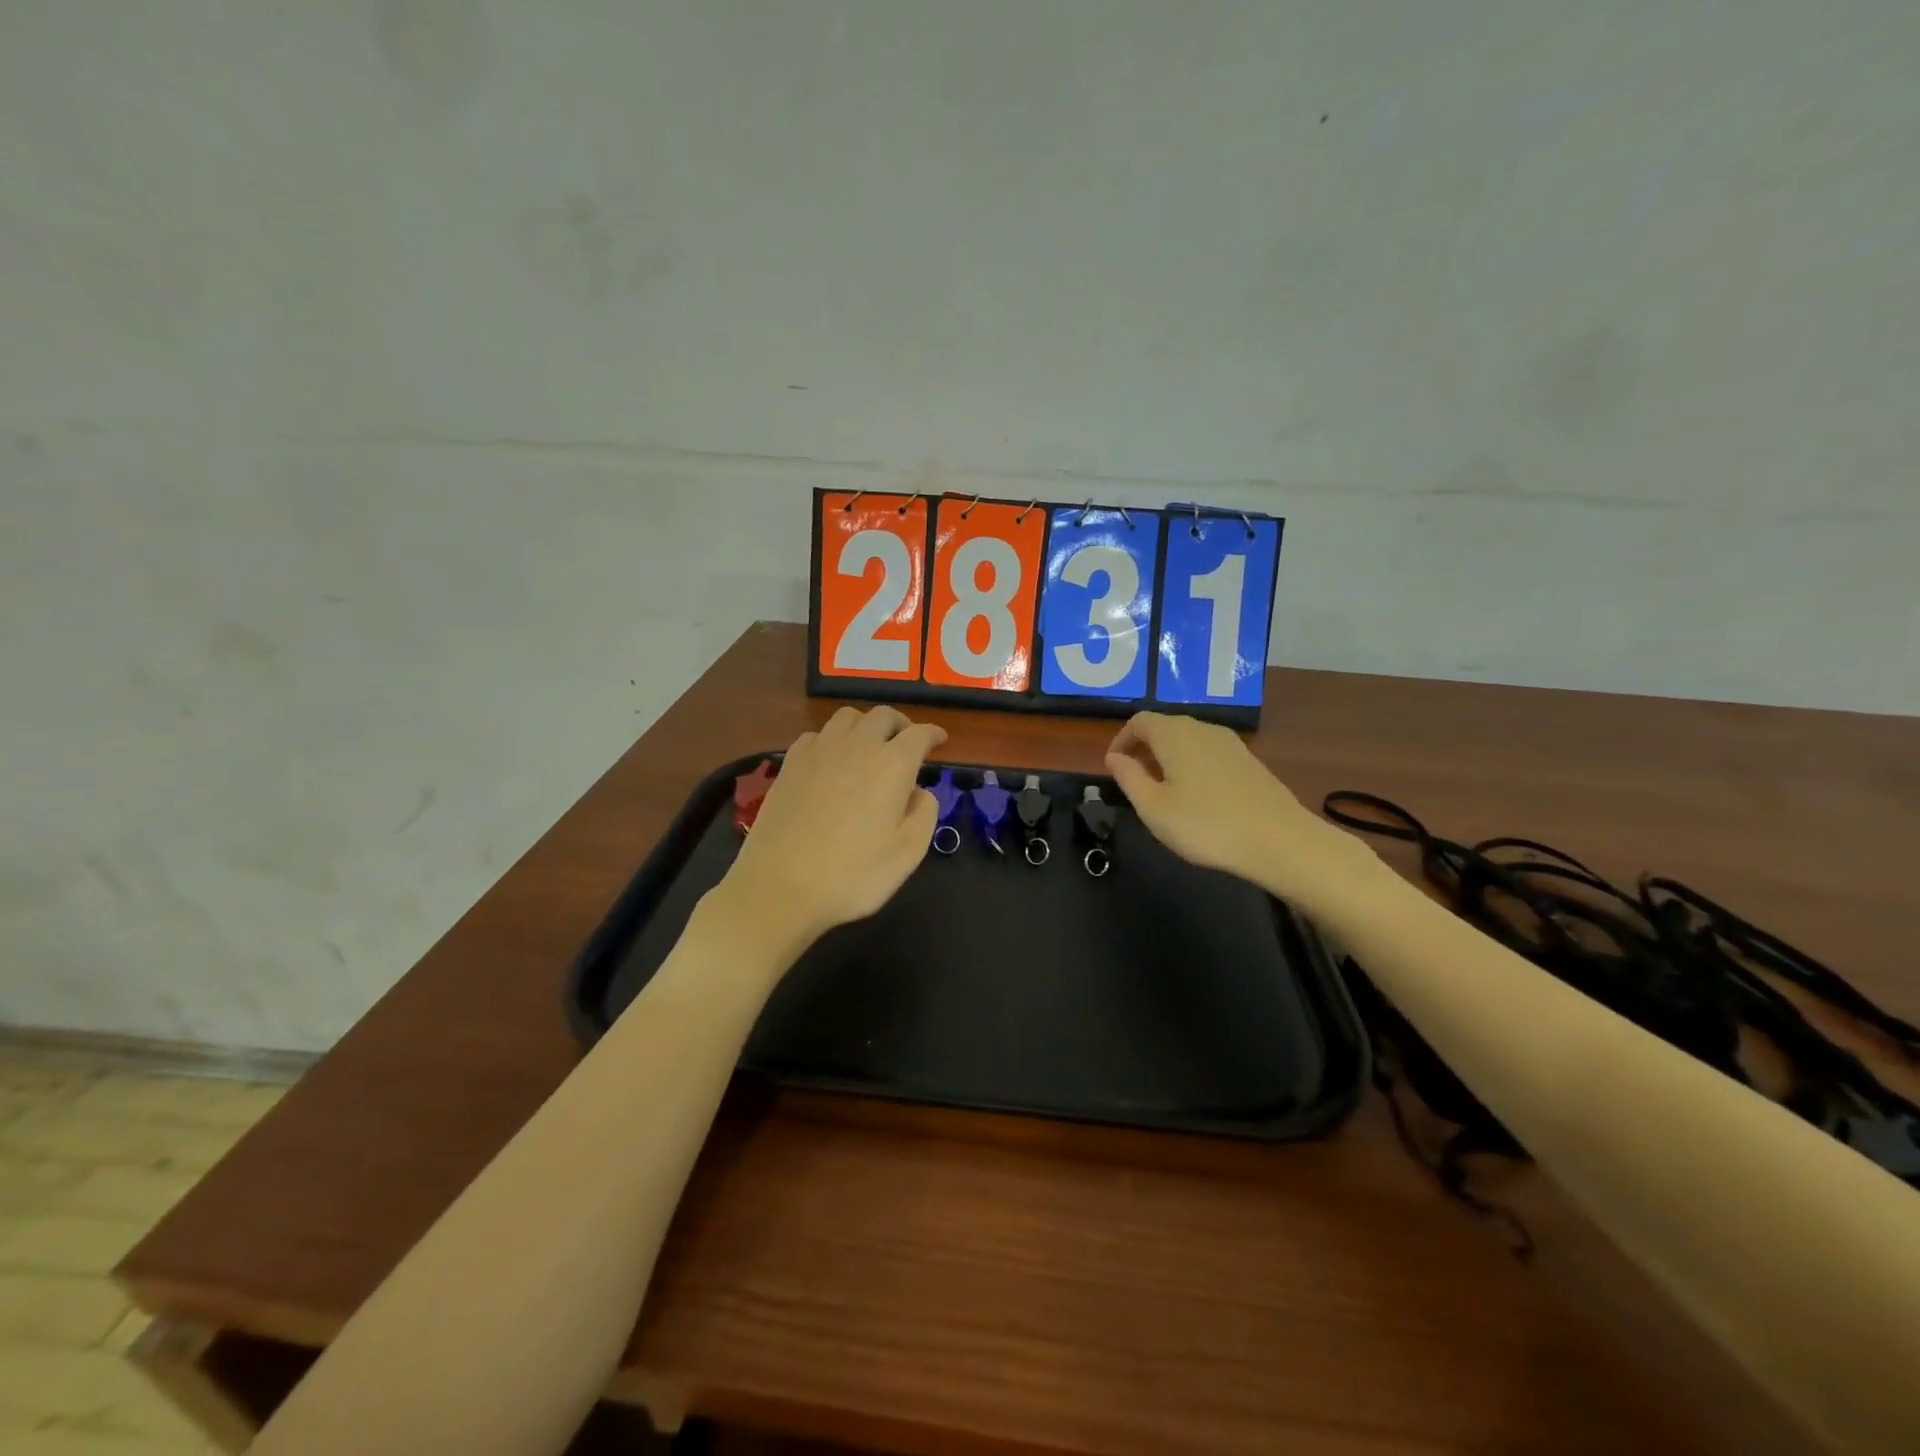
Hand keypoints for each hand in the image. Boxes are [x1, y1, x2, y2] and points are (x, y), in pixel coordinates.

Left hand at [718, 706, 945, 957]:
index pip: (919, 734)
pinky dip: (832, 738)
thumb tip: (919, 792)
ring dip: (866, 724)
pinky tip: (831, 758)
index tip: (940, 740)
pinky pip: (816, 734)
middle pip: (883, 715)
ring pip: (847, 717)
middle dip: (901, 724)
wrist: (780, 886)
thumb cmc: (852, 875)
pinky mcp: (790, 764)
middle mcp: (857, 746)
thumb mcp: (908, 854)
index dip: (933, 734)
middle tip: (906, 742)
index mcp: (892, 765)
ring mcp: (819, 751)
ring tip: (870, 744)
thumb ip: (924, 814)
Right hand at [1105, 711, 1382, 912]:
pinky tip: (1197, 798)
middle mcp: (1202, 728)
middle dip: (1144, 749)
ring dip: (1169, 758)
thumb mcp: (1153, 807)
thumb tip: (1114, 757)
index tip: (1114, 766)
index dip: (1121, 740)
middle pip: (1165, 727)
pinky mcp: (1249, 761)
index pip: (1139, 721)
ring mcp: (1230, 743)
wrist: (1280, 841)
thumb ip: (1129, 778)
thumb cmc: (1205, 825)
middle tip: (1135, 780)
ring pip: (1189, 740)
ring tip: (1163, 791)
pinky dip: (1193, 765)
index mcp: (1174, 734)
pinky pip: (1209, 753)